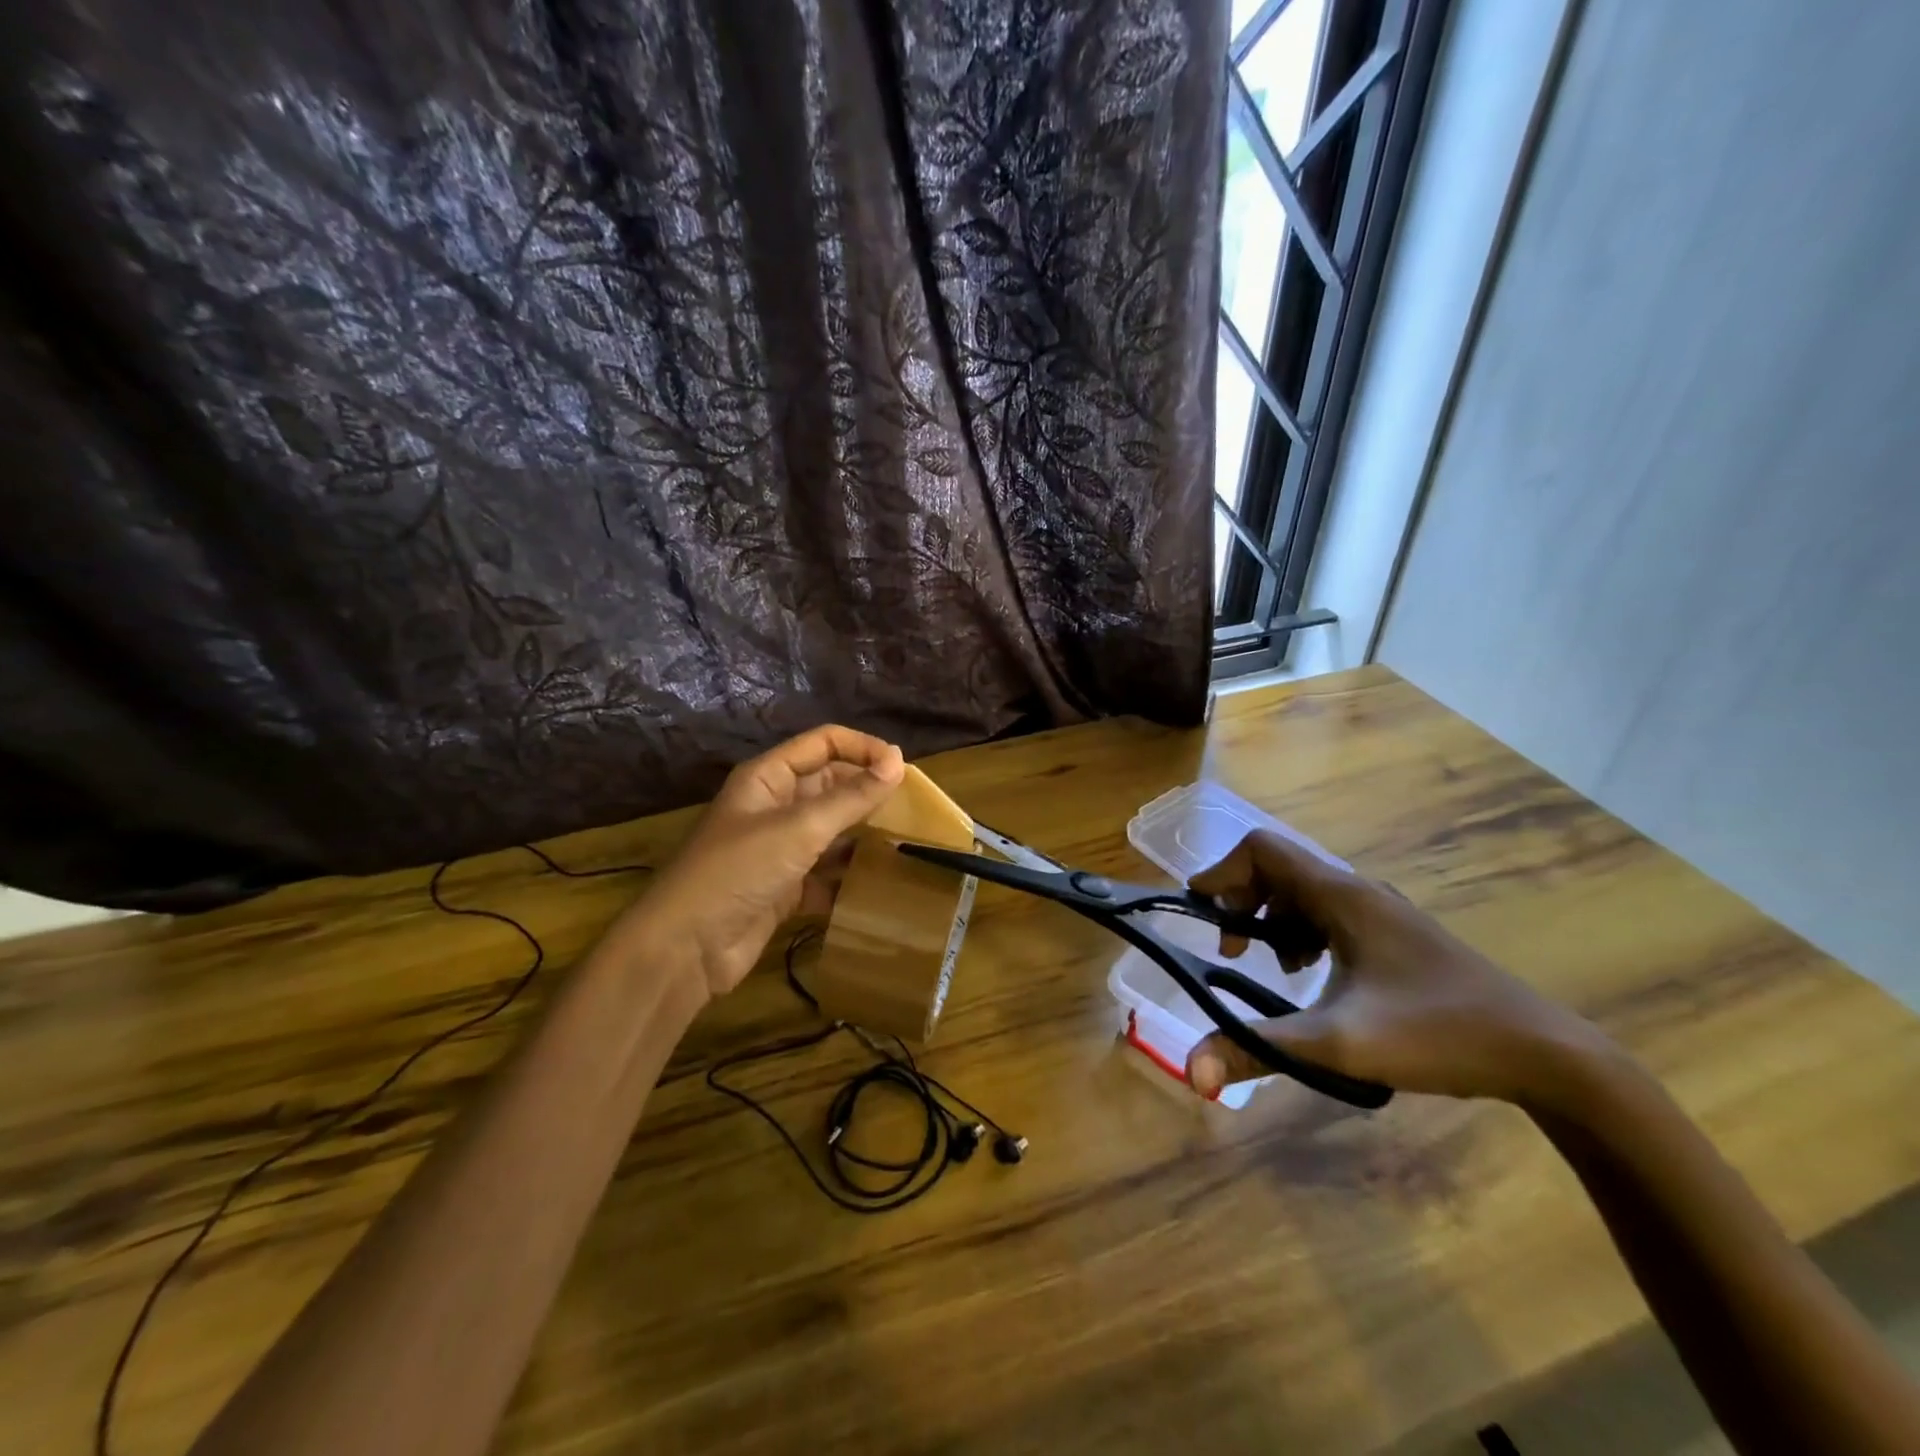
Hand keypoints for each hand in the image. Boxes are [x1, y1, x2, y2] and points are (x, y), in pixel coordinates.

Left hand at [623, 725, 905, 1000]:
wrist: (686, 948)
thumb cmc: (740, 871)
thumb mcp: (800, 828)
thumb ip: (851, 796)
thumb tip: (897, 761)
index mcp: (769, 778)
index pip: (824, 743)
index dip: (862, 748)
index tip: (902, 769)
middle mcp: (774, 807)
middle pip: (830, 786)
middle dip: (868, 793)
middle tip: (913, 809)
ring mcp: (779, 849)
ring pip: (831, 831)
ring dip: (863, 836)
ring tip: (906, 844)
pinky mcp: (784, 888)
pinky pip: (825, 874)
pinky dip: (848, 879)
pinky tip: (878, 886)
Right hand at [1184, 830, 1615, 1105]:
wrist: (1543, 1054)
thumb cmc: (1437, 1034)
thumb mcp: (1337, 1044)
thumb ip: (1257, 1049)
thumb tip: (1192, 1071)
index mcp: (1340, 896)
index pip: (1260, 849)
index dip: (1221, 872)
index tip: (1197, 912)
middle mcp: (1357, 891)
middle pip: (1277, 869)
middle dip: (1241, 902)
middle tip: (1230, 949)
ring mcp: (1380, 912)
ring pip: (1303, 893)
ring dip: (1272, 919)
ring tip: (1270, 967)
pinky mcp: (1395, 936)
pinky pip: (1328, 915)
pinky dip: (1302, 934)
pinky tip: (1311, 975)